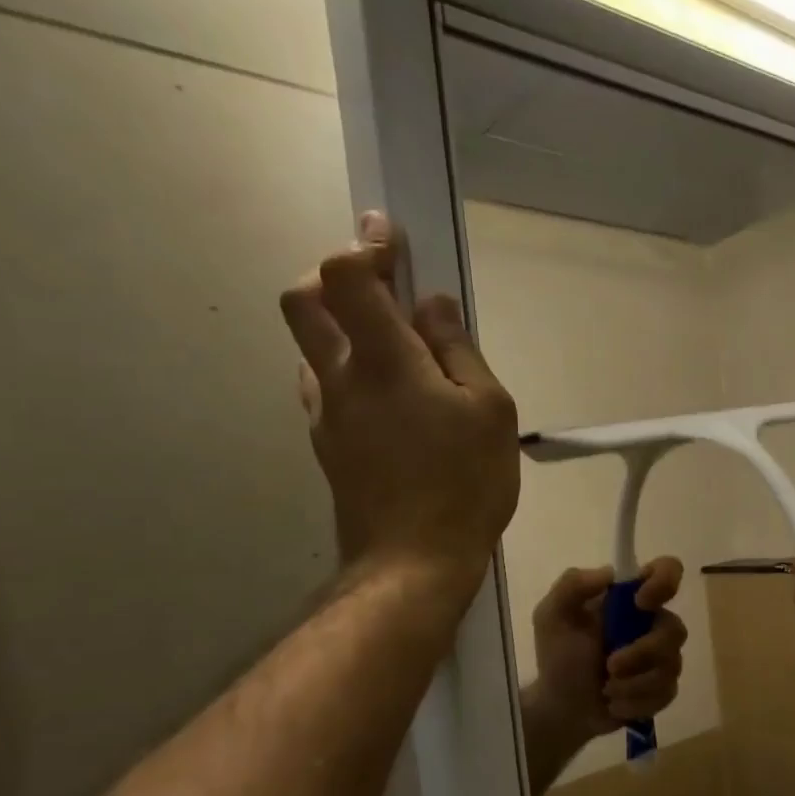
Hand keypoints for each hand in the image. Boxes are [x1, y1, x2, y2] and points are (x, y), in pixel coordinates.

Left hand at [280, 213, 519, 606]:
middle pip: (304, 300)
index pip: (348, 275)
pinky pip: (324, 387)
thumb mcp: (490, 410)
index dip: (364, 244)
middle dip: (334, 274)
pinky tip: (385, 395)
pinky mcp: (327, 445)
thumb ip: (458, 349)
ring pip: (311, 346)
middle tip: (378, 282)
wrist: (413, 561)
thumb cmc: (465, 483)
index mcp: (384, 360)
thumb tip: (433, 304)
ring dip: (341, 326)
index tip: (388, 233)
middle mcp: (339, 377)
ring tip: (393, 345)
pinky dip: (347, 369)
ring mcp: (326, 414)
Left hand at [520, 558, 687, 795]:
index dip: (665, 581)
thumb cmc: (559, 656)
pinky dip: (635, 702)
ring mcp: (663, 657)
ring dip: (633, 683)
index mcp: (630, 598)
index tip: (641, 602)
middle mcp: (653, 623)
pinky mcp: (664, 688)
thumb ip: (571, 586)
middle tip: (610, 666)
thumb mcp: (551, 616)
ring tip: (607, 690)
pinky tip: (614, 704)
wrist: (561, 708)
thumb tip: (609, 573)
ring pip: (671, 665)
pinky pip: (666, 693)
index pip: (667, 570)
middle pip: (675, 629)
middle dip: (642, 652)